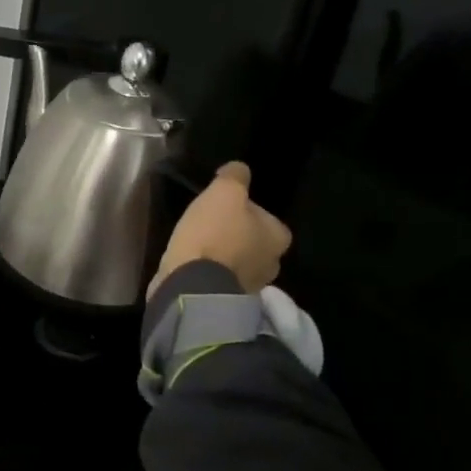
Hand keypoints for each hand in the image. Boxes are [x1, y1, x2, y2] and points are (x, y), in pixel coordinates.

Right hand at [148, 161, 292, 299]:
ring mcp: (249, 287)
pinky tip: (192, 265)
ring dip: (221, 256)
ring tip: (197, 246)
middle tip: (209, 226)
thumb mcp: (224, 192)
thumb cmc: (214, 235)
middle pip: (253, 242)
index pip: (267, 218)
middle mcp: (271, 265)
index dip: (245, 211)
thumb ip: (235, 177)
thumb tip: (239, 169)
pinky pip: (219, 279)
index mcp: (278, 238)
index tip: (223, 209)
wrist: (192, 285)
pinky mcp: (225, 301)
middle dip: (235, 235)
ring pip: (236, 262)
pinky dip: (209, 272)